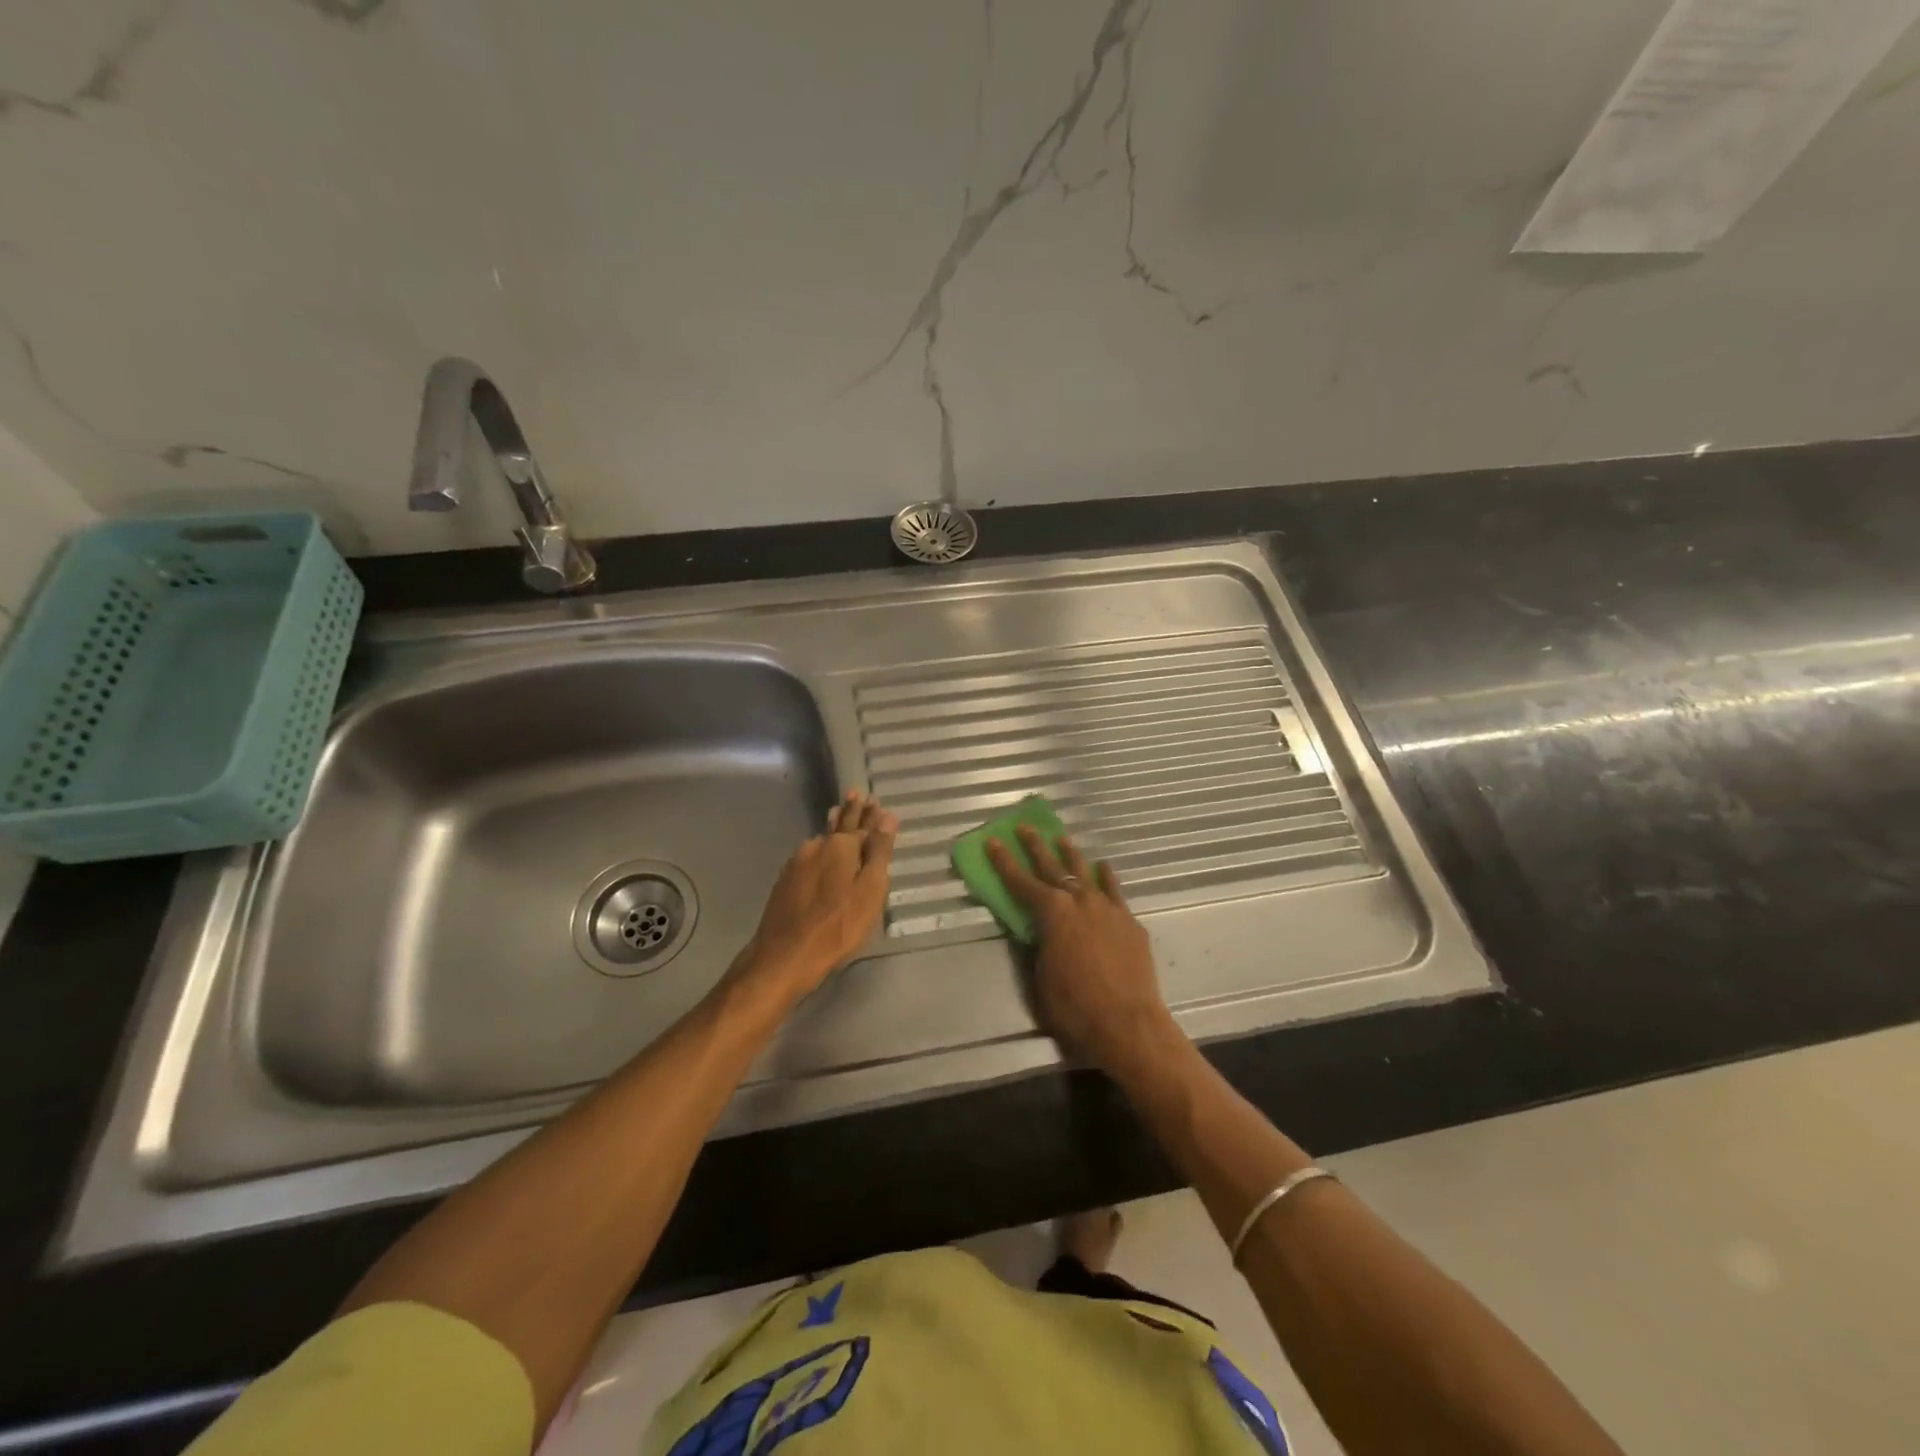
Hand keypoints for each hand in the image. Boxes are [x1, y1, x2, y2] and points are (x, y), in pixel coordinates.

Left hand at [733, 789, 897, 1002]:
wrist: (785, 955)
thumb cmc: (838, 925)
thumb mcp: (869, 890)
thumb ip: (878, 852)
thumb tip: (887, 816)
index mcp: (841, 846)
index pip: (861, 822)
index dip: (870, 812)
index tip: (875, 800)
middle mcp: (816, 846)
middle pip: (838, 826)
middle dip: (850, 811)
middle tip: (855, 795)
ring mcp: (796, 863)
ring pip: (821, 839)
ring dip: (832, 829)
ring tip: (837, 814)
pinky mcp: (785, 881)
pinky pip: (808, 856)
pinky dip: (819, 850)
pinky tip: (818, 852)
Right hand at [985, 826, 1181, 1074]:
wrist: (1128, 1023)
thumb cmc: (1074, 1007)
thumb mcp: (1041, 978)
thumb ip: (1038, 947)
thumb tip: (1038, 932)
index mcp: (1052, 913)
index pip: (1021, 882)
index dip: (1004, 861)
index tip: (993, 840)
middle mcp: (1079, 901)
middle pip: (1053, 867)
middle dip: (1036, 846)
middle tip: (1025, 827)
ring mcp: (1108, 908)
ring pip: (1086, 873)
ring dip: (1071, 855)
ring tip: (1062, 839)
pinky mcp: (1129, 921)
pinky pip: (1114, 891)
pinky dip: (1105, 878)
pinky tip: (1103, 868)